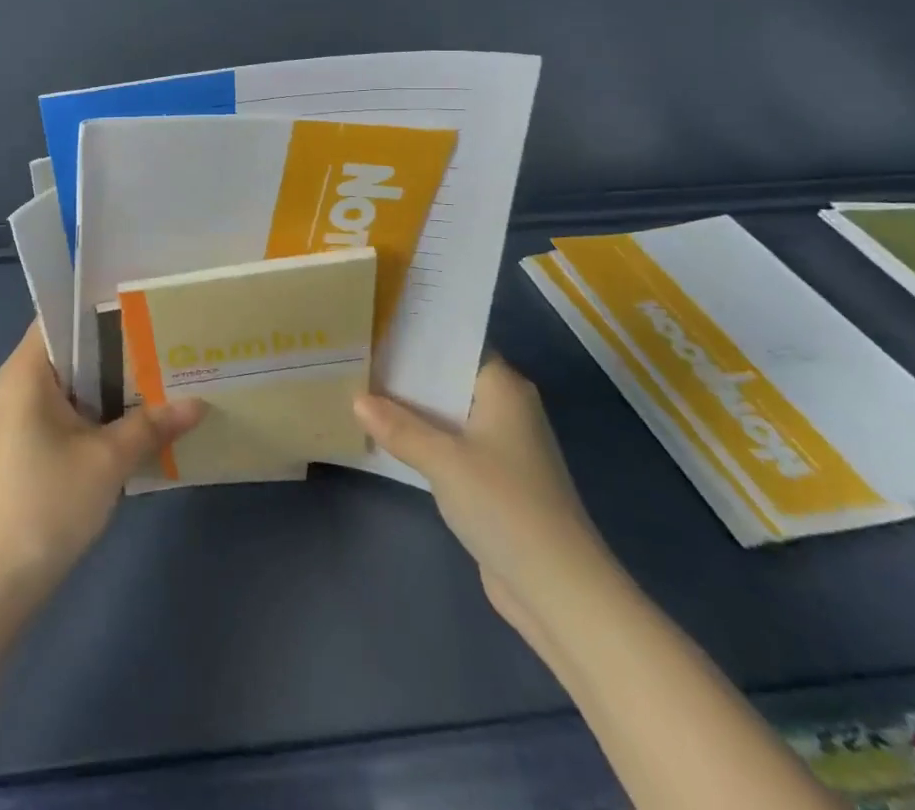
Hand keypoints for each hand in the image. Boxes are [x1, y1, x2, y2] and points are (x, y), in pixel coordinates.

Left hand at [0, 322, 204, 597]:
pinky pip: (76, 408)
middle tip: (171, 336)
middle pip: (76, 347)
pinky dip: (105, 407)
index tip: (149, 303)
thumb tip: (199, 403)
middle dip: (122, 344)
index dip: (105, 305)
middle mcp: (24, 382)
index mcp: (29, 370)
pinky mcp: (35, 442)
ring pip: (80, 381)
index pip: (64, 315)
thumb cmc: (46, 502)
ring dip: (117, 380)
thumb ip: (152, 424)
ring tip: (169, 368)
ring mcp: (27, 414)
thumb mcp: (108, 460)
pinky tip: (145, 414)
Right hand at [355, 359, 610, 629]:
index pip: (457, 344)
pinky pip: (450, 446)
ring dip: (412, 410)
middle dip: (407, 373)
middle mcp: (506, 408)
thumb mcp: (443, 460)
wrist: (558, 589)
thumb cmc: (504, 503)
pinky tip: (387, 438)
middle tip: (358, 354)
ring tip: (360, 390)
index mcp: (504, 387)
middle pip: (449, 379)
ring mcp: (502, 446)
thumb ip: (399, 428)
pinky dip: (424, 441)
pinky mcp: (494, 480)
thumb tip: (356, 400)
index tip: (377, 324)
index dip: (418, 336)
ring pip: (447, 414)